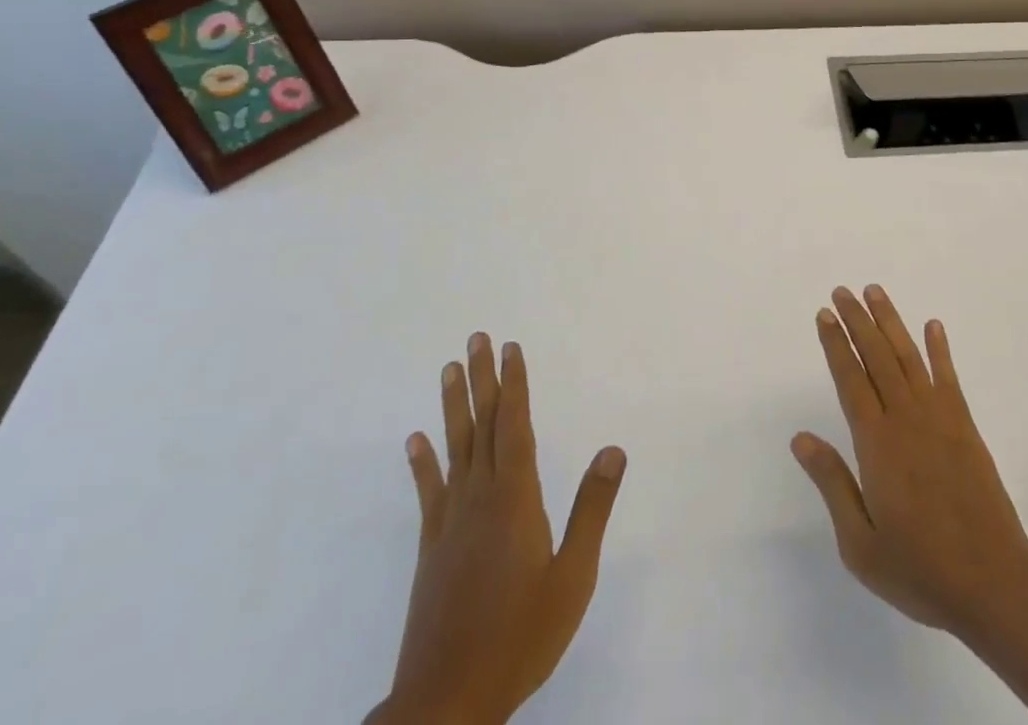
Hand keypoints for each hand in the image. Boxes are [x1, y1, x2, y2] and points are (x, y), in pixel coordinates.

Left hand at [370, 334, 626, 724]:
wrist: (446, 703)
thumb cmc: (520, 637)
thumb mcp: (572, 577)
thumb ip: (592, 509)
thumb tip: (613, 448)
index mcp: (516, 499)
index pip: (516, 426)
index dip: (515, 384)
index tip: (511, 347)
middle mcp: (480, 498)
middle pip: (483, 425)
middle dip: (482, 379)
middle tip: (476, 338)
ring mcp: (450, 522)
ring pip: (454, 449)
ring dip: (452, 407)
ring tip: (448, 369)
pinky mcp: (431, 548)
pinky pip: (429, 493)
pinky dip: (422, 464)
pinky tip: (414, 441)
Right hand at [791, 285, 1027, 639]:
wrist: (994, 585)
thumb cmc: (920, 570)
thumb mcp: (861, 544)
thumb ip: (832, 484)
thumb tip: (800, 438)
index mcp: (877, 444)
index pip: (850, 379)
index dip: (836, 344)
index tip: (825, 315)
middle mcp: (906, 419)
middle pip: (877, 357)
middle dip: (857, 321)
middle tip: (842, 291)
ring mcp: (940, 419)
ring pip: (909, 357)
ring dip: (890, 322)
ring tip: (875, 292)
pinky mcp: (965, 428)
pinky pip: (949, 377)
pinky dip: (940, 349)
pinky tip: (933, 326)